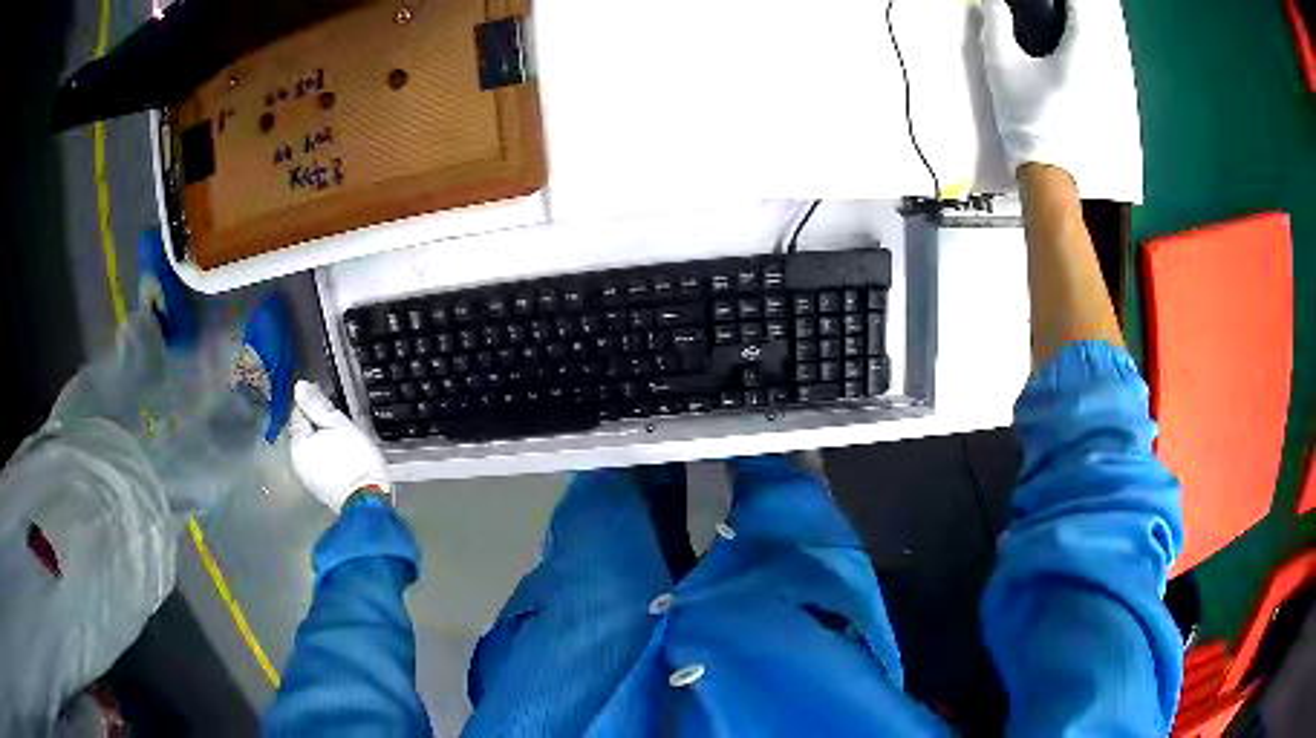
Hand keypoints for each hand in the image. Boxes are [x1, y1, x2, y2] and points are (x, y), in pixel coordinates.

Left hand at [288, 381, 390, 512]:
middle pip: (304, 433)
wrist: (368, 500)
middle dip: (317, 424)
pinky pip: (319, 464)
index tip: (327, 399)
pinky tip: (342, 457)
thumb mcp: (338, 424)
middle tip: (338, 420)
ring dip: (322, 441)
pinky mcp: (320, 490)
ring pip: (312, 449)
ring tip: (342, 438)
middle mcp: (297, 462)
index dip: (311, 402)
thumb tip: (299, 386)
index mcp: (299, 444)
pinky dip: (327, 456)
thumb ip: (316, 405)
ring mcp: (308, 478)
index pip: (298, 413)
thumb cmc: (354, 459)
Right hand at [980, 0, 1138, 189]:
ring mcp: (1103, 90)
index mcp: (1076, 55)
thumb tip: (992, 2)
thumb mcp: (1001, 64)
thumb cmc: (1026, 115)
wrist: (1047, 167)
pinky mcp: (1101, 106)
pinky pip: (1104, 70)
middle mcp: (1096, 70)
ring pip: (1104, 51)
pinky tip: (1085, 55)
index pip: (1080, 12)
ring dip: (1092, 33)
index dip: (1073, 0)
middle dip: (1084, 14)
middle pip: (1097, 29)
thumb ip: (995, 25)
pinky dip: (1095, 55)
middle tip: (1071, 8)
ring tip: (1078, 25)